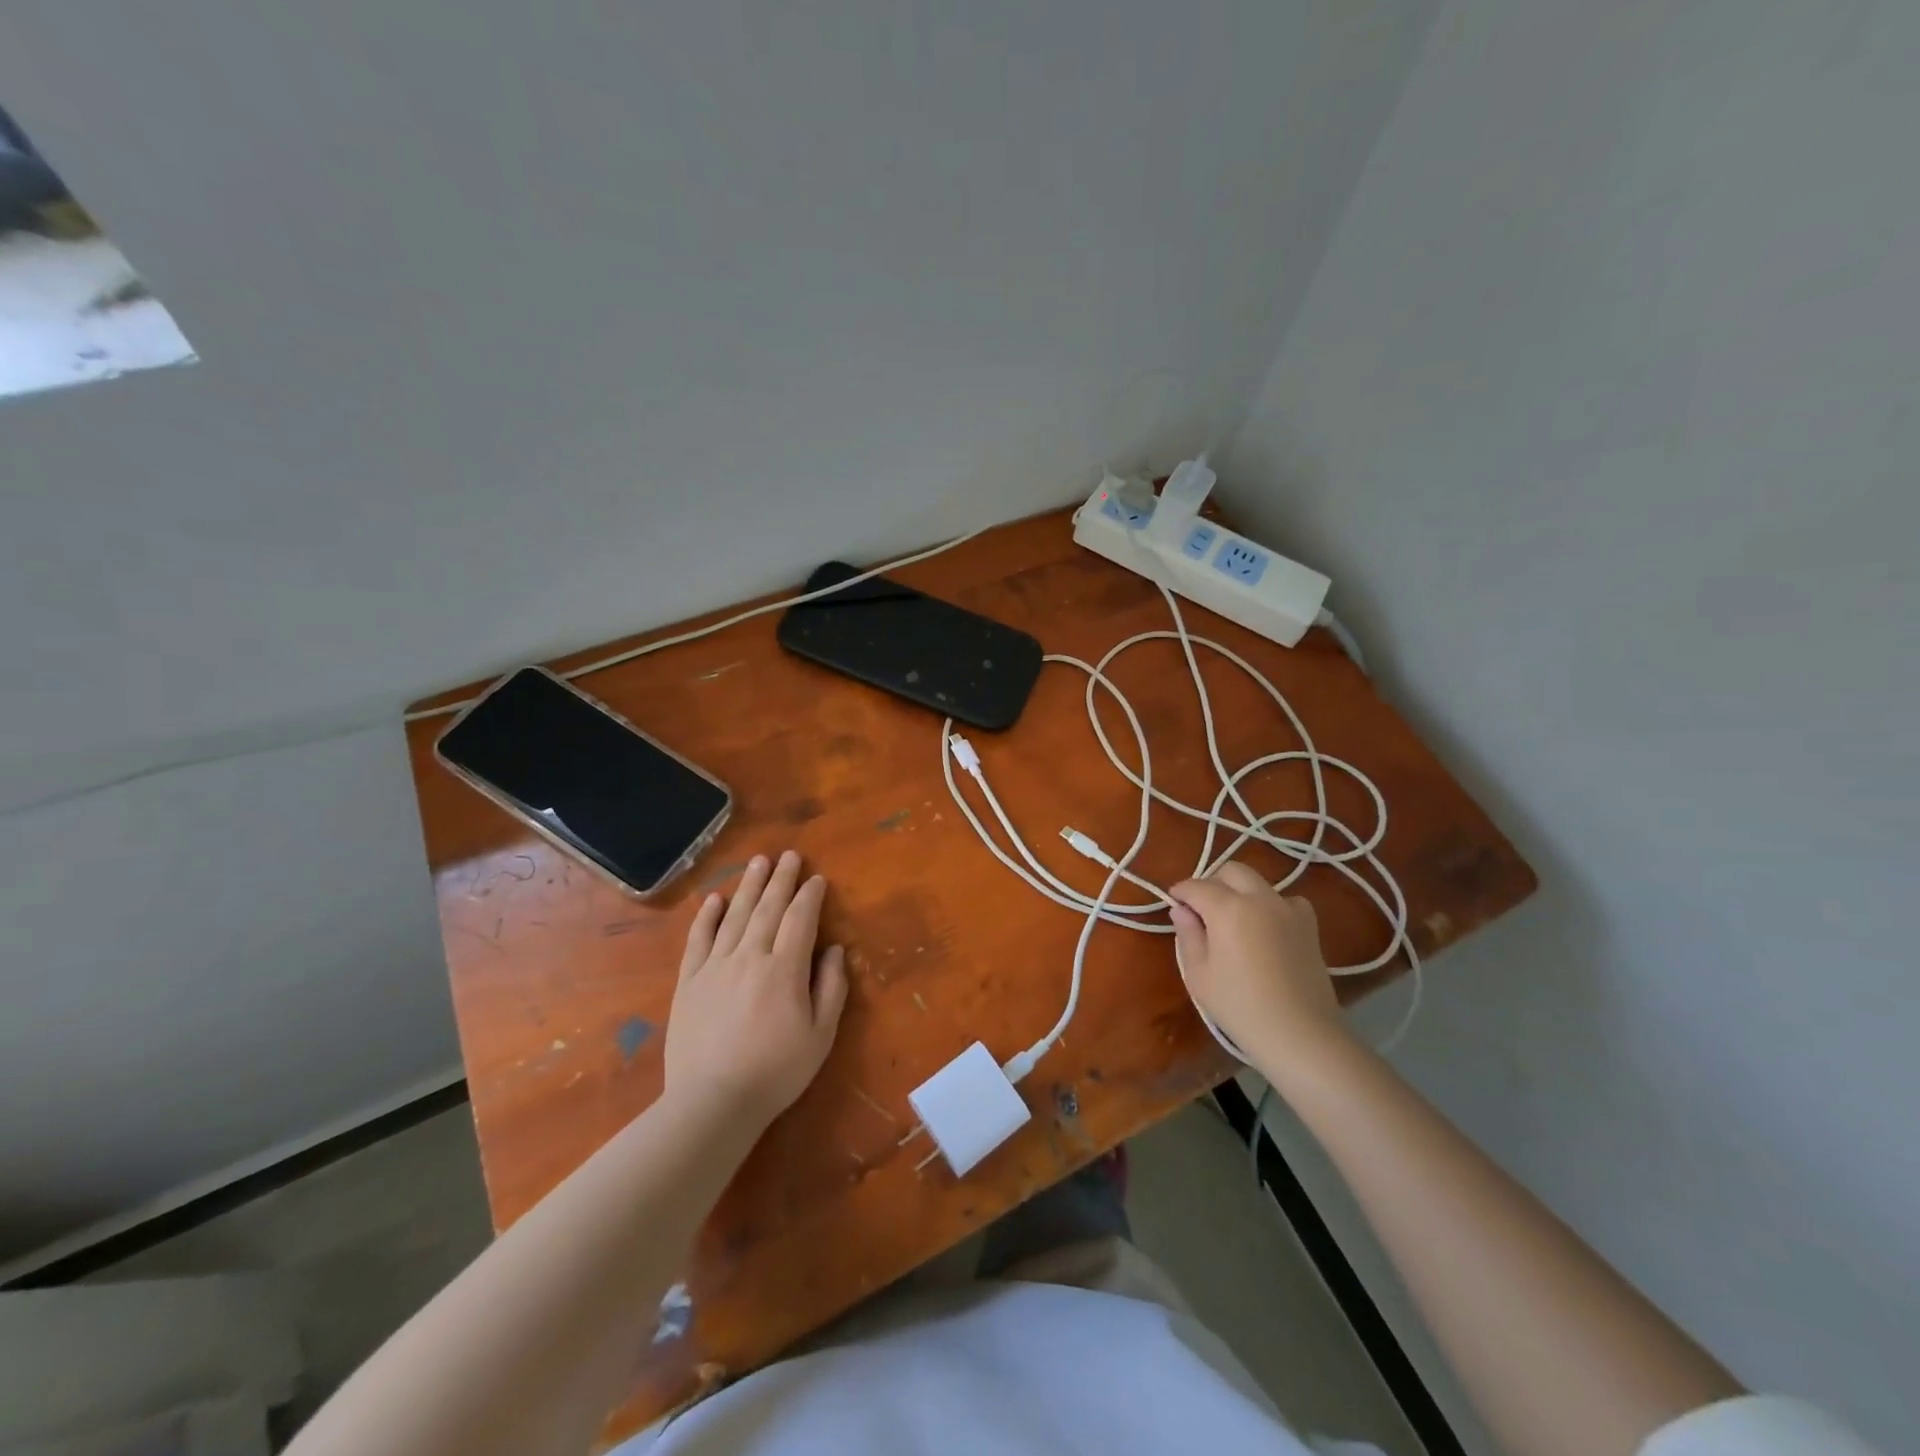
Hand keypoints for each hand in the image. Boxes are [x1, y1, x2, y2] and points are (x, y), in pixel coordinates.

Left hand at [664, 850, 848, 1129]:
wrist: (712, 1102)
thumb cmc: (776, 1072)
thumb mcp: (820, 1036)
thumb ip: (831, 988)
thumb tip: (834, 950)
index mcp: (785, 969)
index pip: (800, 919)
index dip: (810, 896)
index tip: (817, 879)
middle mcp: (750, 956)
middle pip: (768, 908)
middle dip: (781, 879)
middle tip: (789, 855)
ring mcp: (715, 966)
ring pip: (735, 915)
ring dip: (749, 886)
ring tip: (759, 862)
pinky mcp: (689, 981)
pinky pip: (698, 940)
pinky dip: (707, 917)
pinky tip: (715, 899)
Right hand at [1168, 861, 1347, 1067]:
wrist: (1300, 1035)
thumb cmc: (1240, 1007)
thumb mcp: (1199, 974)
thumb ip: (1188, 935)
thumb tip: (1181, 910)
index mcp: (1228, 908)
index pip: (1197, 886)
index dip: (1181, 892)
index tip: (1173, 903)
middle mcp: (1260, 898)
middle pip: (1231, 871)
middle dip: (1212, 882)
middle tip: (1201, 909)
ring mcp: (1289, 909)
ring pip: (1259, 882)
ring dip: (1241, 891)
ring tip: (1233, 919)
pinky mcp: (1309, 926)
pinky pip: (1286, 900)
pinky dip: (1271, 904)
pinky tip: (1266, 927)